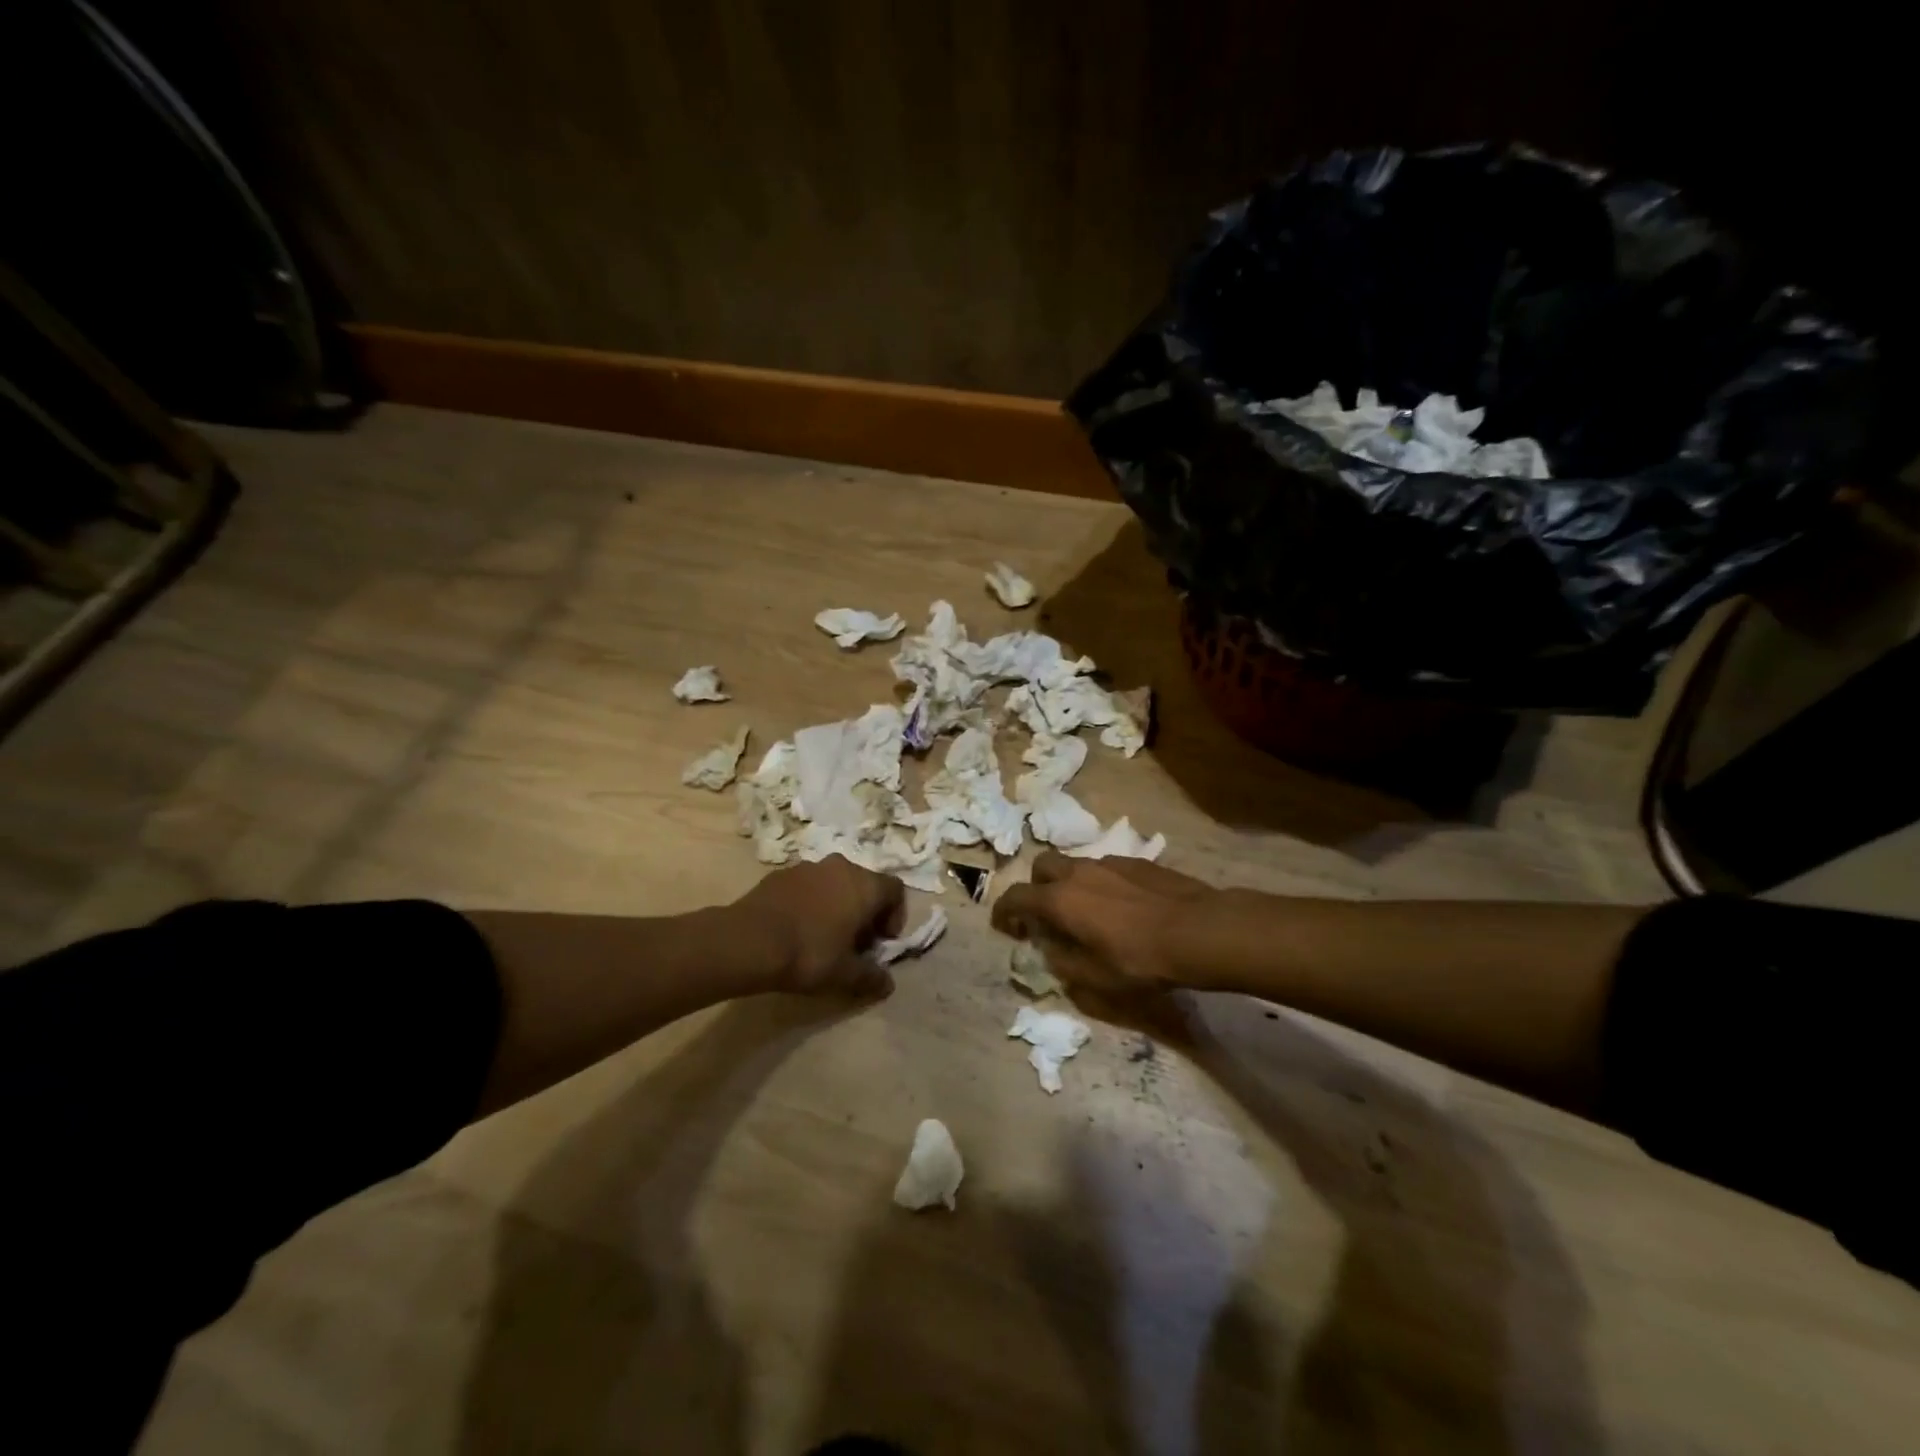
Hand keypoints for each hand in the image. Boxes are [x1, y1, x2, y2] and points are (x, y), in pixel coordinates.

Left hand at [734, 856, 906, 996]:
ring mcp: (808, 867)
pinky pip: (807, 886)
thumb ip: (871, 977)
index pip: (895, 890)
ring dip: (836, 905)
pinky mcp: (780, 874)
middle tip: (854, 943)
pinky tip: (796, 929)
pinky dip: (810, 902)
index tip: (880, 942)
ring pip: (834, 883)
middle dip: (865, 912)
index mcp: (864, 885)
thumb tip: (887, 985)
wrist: (748, 941)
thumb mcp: (845, 974)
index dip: (895, 916)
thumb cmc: (809, 954)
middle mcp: (840, 867)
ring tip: (823, 936)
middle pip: (864, 884)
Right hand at [992, 851, 1216, 994]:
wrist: (1198, 930)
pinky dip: (1099, 882)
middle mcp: (1078, 872)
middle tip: (1045, 913)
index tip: (1002, 924)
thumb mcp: (1095, 978)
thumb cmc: (1140, 960)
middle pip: (1042, 866)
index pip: (1016, 897)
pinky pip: (1105, 867)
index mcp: (1060, 900)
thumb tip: (1050, 951)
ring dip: (1069, 883)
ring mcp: (1109, 862)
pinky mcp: (1137, 861)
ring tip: (1085, 910)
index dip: (1003, 910)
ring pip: (1075, 864)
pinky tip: (1120, 905)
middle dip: (1036, 886)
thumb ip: (1063, 963)